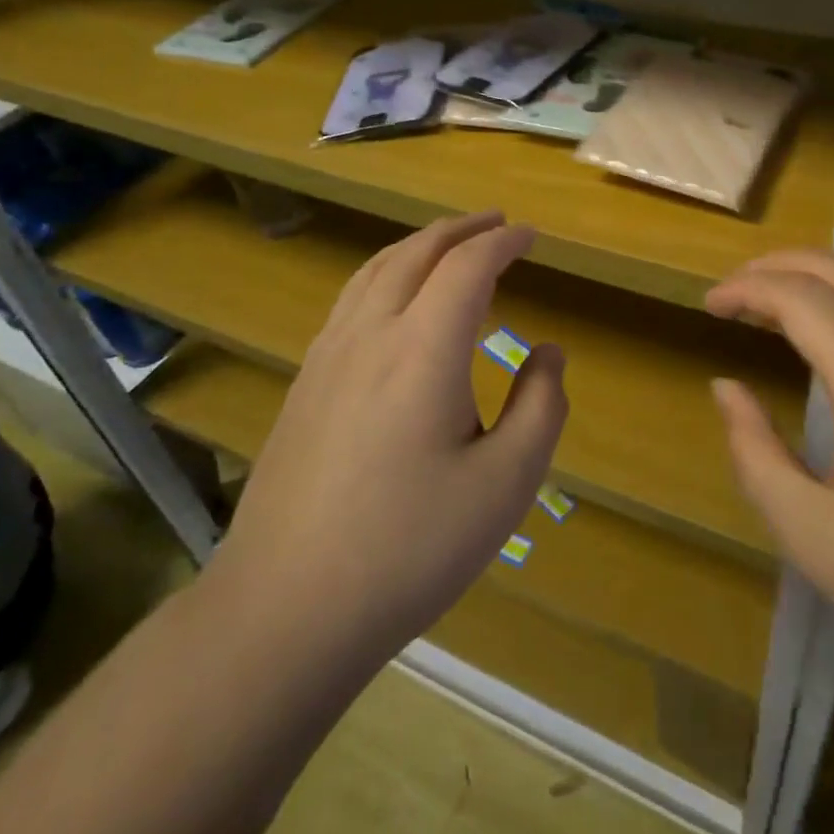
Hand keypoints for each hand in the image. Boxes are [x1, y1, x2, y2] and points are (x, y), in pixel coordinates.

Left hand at [209, 212, 568, 656]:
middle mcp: (371, 333)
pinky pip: (351, 299)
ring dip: (419, 244)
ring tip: (450, 245)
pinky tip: (395, 299)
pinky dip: (386, 273)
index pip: (468, 266)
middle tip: (497, 224)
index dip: (503, 242)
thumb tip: (548, 351)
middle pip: (417, 252)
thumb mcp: (506, 485)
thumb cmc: (409, 548)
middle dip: (461, 229)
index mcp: (423, 348)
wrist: (285, 609)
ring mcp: (327, 355)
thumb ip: (541, 406)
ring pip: (375, 269)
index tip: (531, 236)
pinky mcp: (304, 383)